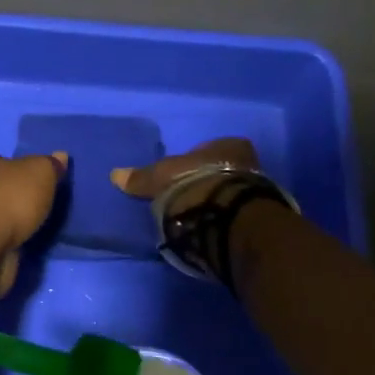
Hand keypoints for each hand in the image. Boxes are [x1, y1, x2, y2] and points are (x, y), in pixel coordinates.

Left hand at [0, 149, 68, 304]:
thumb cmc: (9, 199)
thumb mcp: (39, 173)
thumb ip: (50, 165)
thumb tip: (60, 156)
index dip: (13, 164)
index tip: (32, 175)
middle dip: (12, 193)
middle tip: (38, 200)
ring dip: (10, 219)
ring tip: (37, 224)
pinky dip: (7, 240)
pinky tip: (25, 243)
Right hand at [111, 137, 260, 215]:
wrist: (228, 218)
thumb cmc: (194, 184)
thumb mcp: (160, 178)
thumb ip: (141, 177)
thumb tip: (115, 174)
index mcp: (227, 145)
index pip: (210, 149)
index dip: (195, 162)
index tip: (181, 177)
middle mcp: (249, 163)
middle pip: (223, 171)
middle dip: (208, 183)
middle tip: (189, 198)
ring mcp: (258, 191)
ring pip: (232, 193)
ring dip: (218, 203)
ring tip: (198, 218)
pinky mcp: (259, 217)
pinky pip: (238, 214)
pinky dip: (225, 220)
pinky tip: (211, 229)